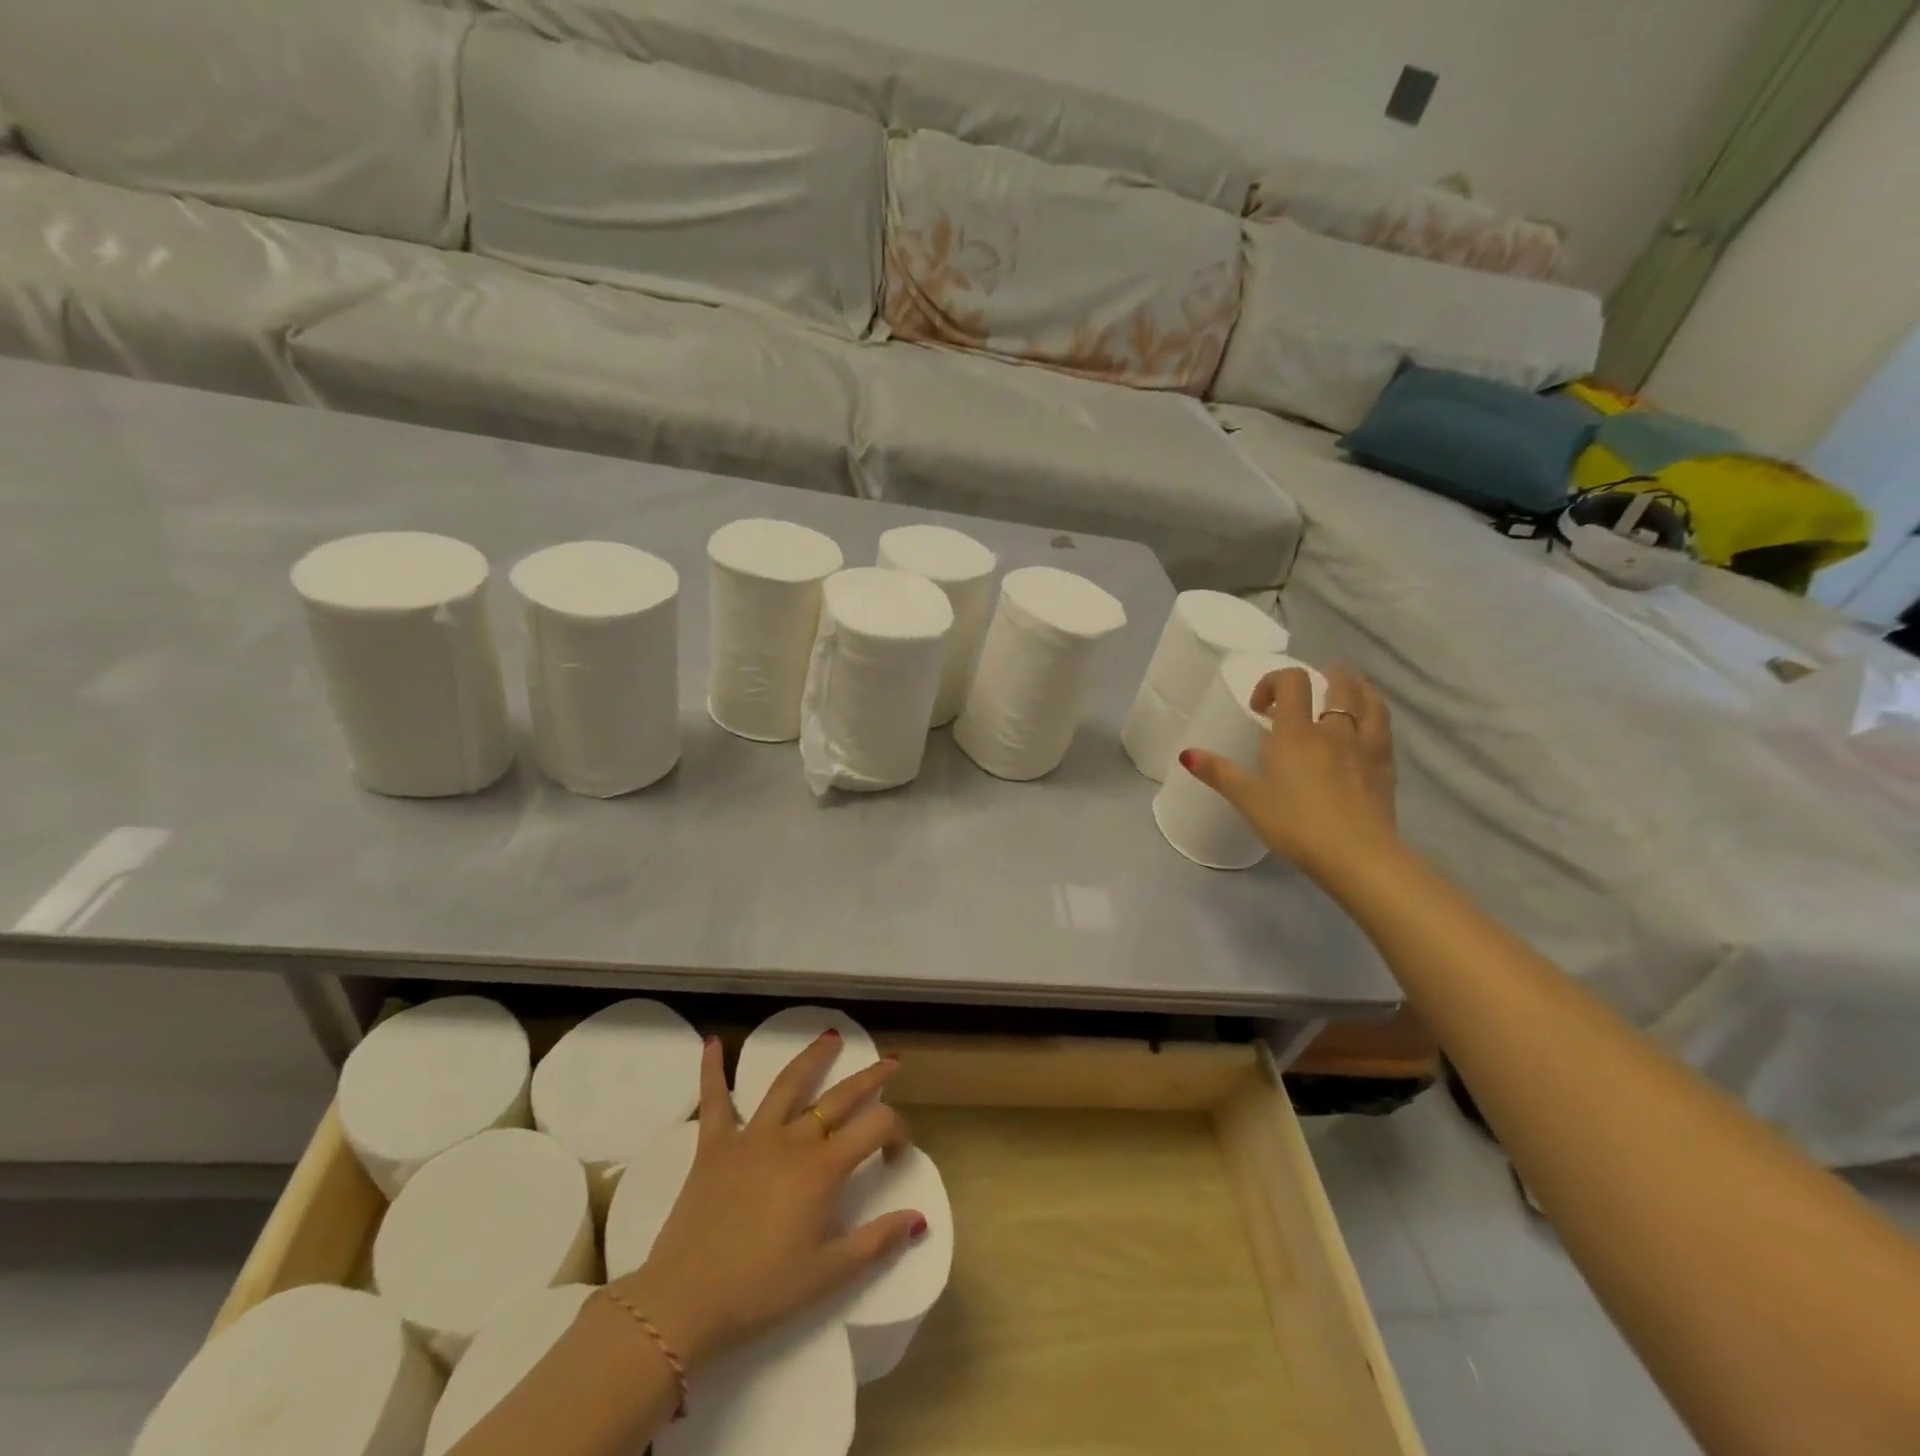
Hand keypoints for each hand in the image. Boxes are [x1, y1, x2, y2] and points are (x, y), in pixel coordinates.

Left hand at [609, 1035, 922, 1373]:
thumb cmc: (761, 1291)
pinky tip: (713, 1043)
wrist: (684, 1301)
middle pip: (839, 1097)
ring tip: (830, 1037)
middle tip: (889, 1062)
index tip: (896, 1155)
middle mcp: (792, 1139)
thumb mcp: (827, 1276)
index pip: (876, 1127)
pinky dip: (713, 1069)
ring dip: (812, 1058)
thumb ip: (876, 1242)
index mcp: (823, 1169)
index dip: (897, 1132)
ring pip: (788, 1084)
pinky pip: (714, 1099)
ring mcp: (751, 1136)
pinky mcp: (714, 1145)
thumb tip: (918, 1218)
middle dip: (870, 1078)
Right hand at [1179, 664, 1398, 882]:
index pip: (1291, 682)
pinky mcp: (1386, 766)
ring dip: (1358, 688)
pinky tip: (1369, 728)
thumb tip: (1186, 754)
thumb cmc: (1295, 825)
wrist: (1357, 855)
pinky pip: (1384, 728)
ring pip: (1370, 701)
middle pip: (1339, 684)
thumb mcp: (1249, 800)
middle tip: (1313, 687)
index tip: (1262, 708)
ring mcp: (1366, 746)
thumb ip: (1219, 773)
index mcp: (1296, 733)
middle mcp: (1334, 730)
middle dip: (1325, 677)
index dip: (1274, 682)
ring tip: (1349, 691)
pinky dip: (1375, 716)